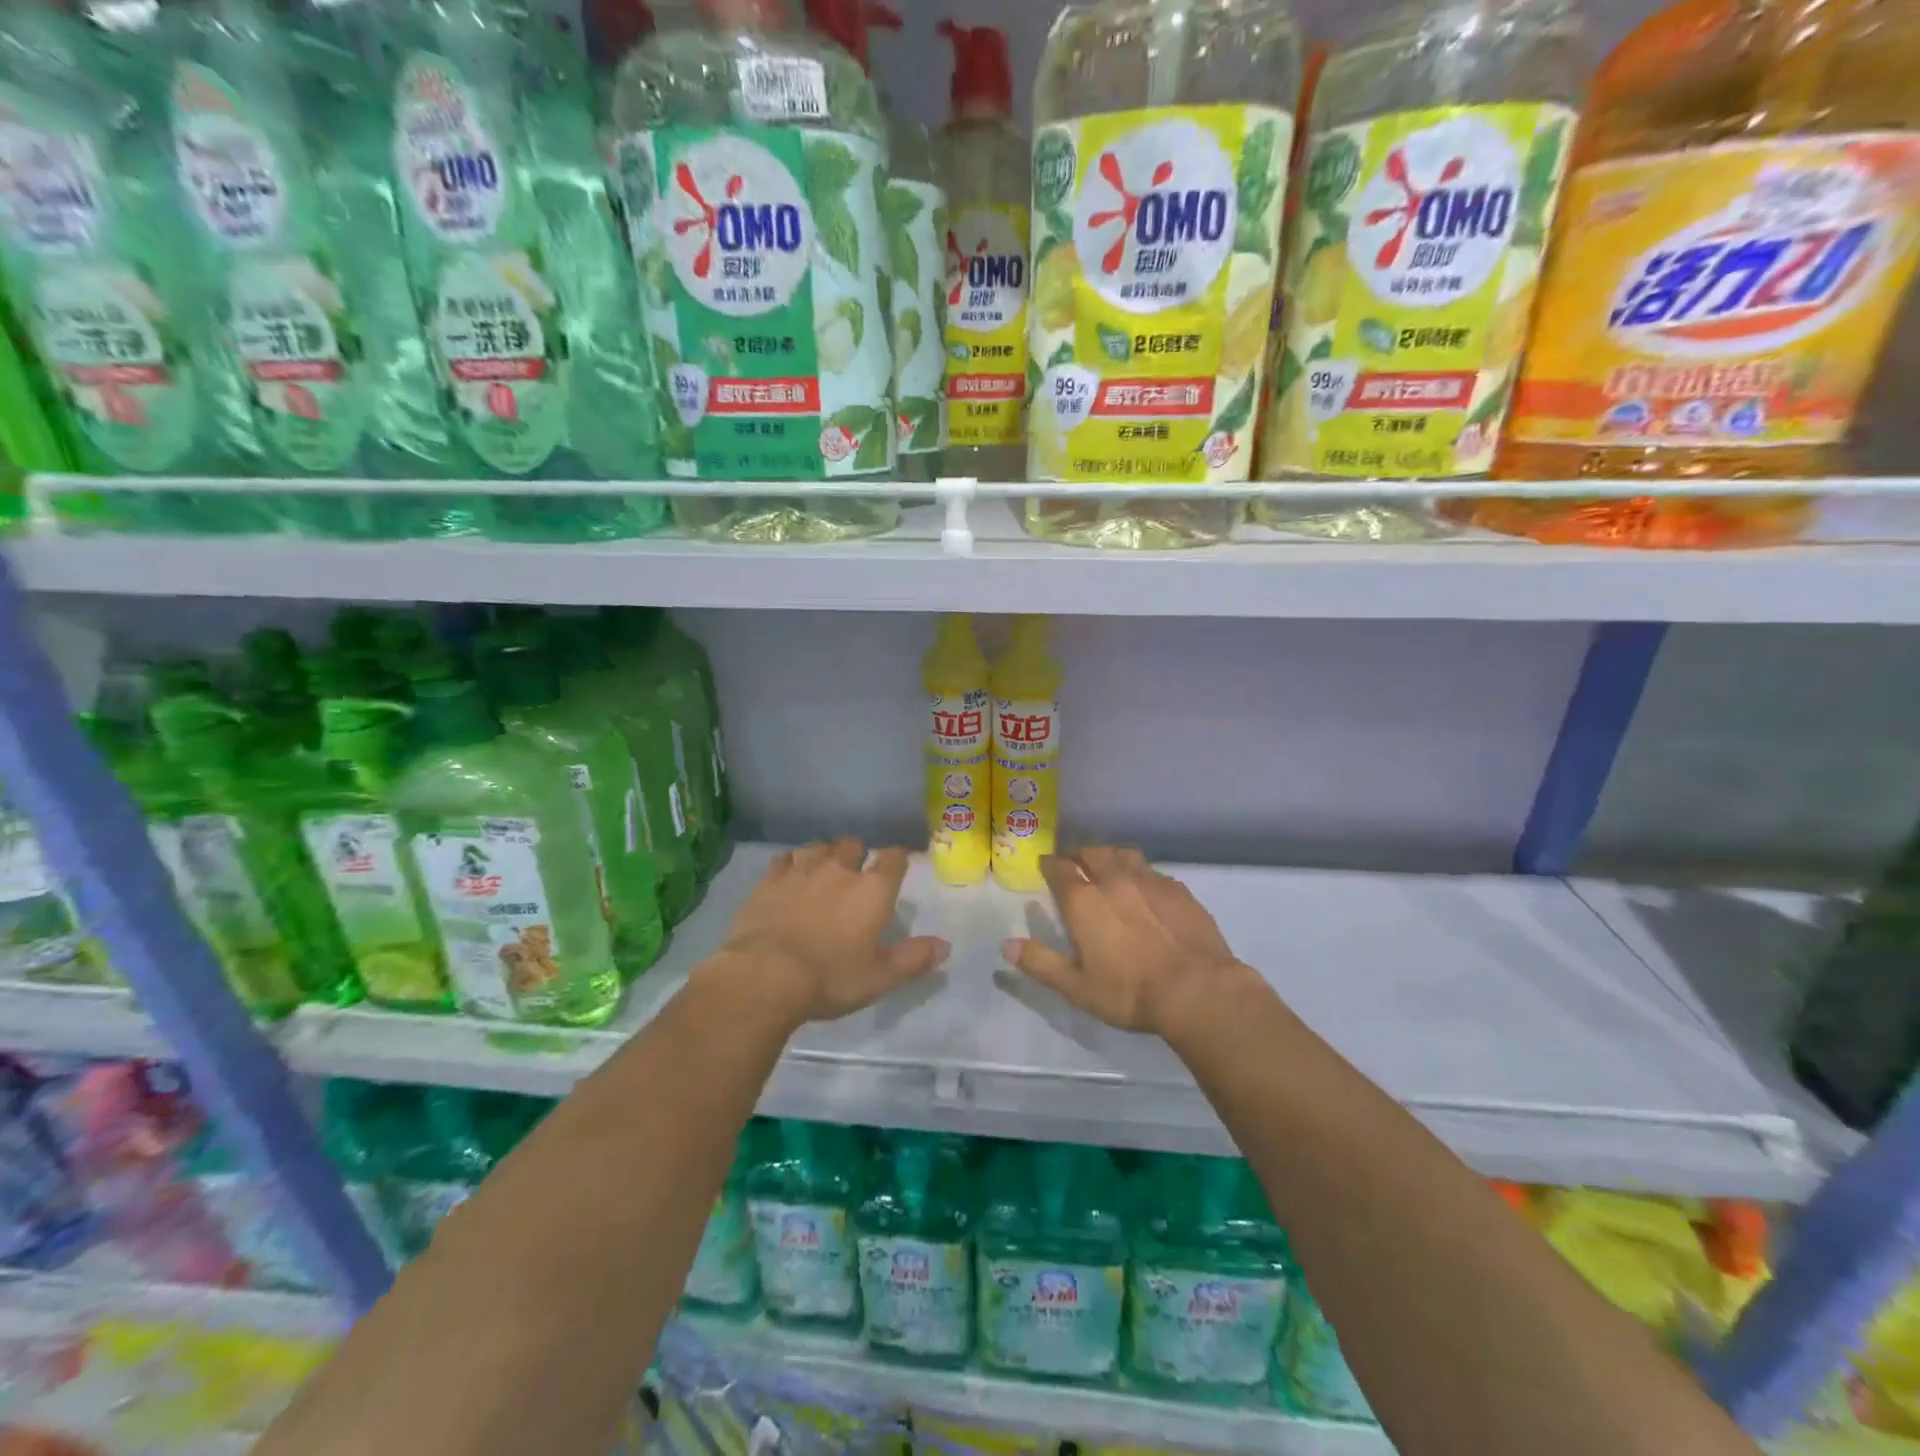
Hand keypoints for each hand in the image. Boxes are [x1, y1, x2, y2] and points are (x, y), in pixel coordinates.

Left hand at [717, 839, 948, 1023]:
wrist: (765, 976)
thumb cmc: (830, 978)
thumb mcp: (880, 977)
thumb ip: (914, 959)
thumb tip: (944, 946)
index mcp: (873, 889)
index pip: (894, 858)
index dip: (898, 859)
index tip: (899, 865)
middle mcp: (839, 869)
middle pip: (853, 845)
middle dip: (858, 854)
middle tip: (856, 874)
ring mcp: (801, 870)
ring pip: (818, 847)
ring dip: (824, 855)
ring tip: (823, 870)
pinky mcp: (769, 880)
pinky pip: (784, 859)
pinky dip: (791, 863)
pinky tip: (789, 874)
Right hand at [1004, 847, 1244, 1035]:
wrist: (1196, 989)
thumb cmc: (1129, 992)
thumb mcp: (1076, 986)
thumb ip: (1040, 963)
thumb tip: (1007, 945)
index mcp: (1084, 901)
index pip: (1059, 868)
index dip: (1049, 863)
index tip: (1045, 864)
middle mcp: (1113, 880)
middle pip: (1092, 852)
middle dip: (1079, 853)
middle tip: (1074, 861)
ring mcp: (1149, 881)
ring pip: (1123, 854)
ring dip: (1110, 856)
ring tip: (1107, 865)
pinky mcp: (1178, 889)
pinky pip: (1152, 870)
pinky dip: (1140, 872)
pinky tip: (1145, 887)